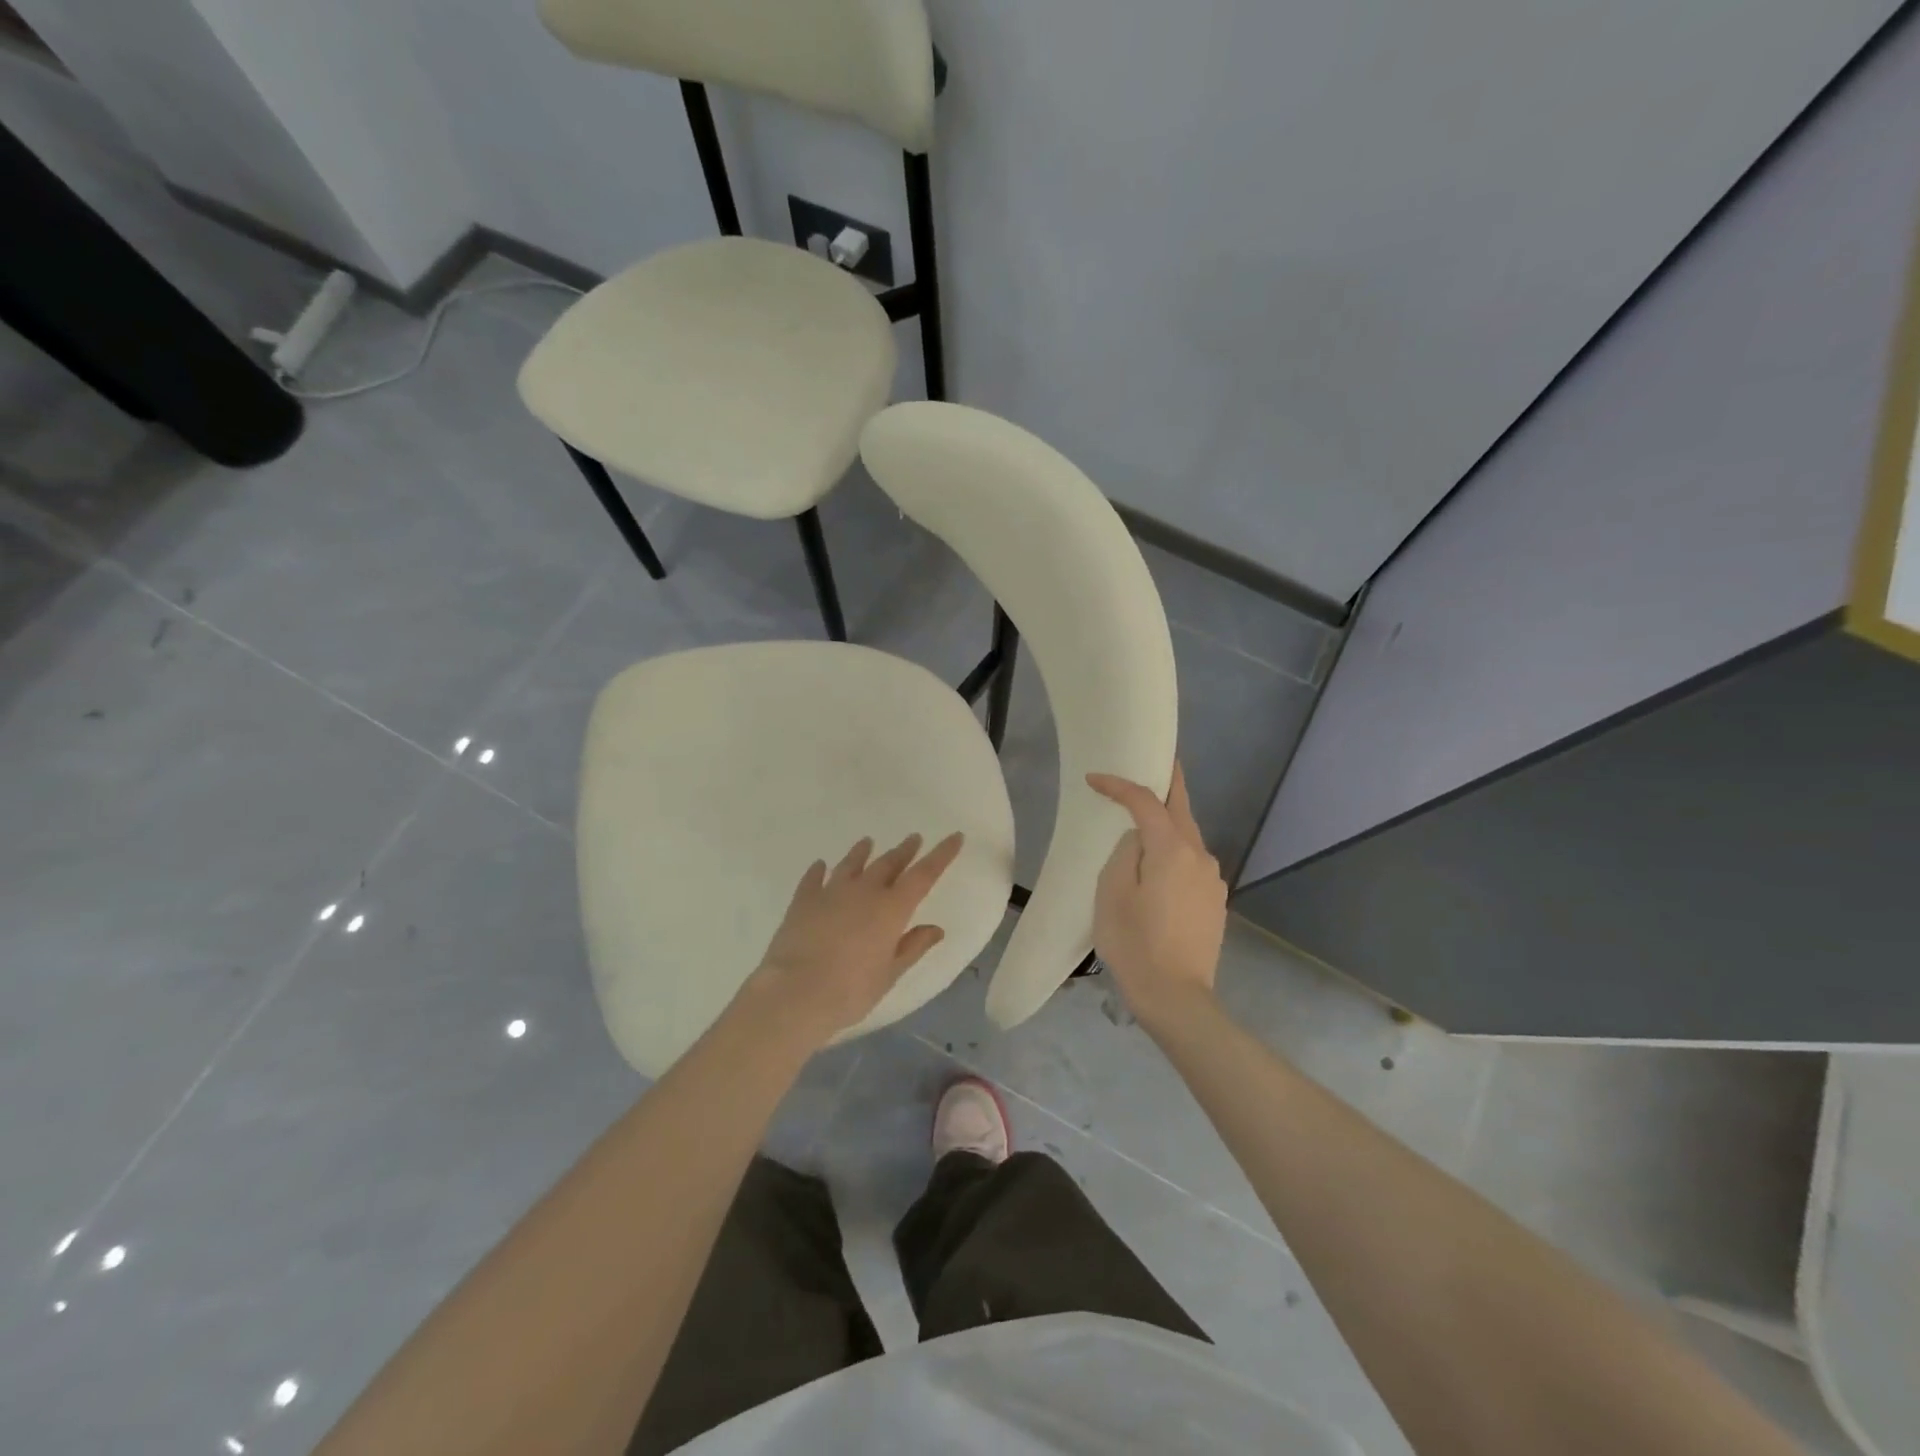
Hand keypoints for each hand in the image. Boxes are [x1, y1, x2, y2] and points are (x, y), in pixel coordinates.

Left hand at [745, 831, 964, 1048]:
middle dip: (904, 850)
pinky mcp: (803, 900)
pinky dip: (819, 870)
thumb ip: (913, 947)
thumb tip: (936, 929)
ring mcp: (831, 892)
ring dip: (862, 852)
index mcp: (892, 908)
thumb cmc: (851, 990)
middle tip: (914, 838)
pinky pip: (814, 878)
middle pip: (889, 863)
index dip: (941, 854)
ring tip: (868, 842)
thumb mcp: (890, 974)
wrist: (795, 992)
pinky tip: (820, 865)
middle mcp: (864, 891)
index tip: (955, 836)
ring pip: (851, 863)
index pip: (924, 874)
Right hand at [1086, 764, 1226, 1028]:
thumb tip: (1138, 839)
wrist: (1176, 998)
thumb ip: (1125, 853)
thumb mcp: (1112, 892)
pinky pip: (1191, 864)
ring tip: (1143, 823)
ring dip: (1167, 824)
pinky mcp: (1215, 903)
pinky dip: (1174, 853)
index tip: (1094, 779)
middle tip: (1152, 763)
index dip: (1121, 786)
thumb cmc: (1135, 943)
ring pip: (1188, 838)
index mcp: (1173, 850)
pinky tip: (1158, 868)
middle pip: (1181, 809)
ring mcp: (1212, 881)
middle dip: (1166, 784)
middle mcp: (1201, 857)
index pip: (1147, 803)